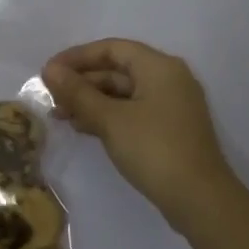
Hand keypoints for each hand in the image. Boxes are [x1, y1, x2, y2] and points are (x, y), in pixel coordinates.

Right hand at [42, 39, 233, 218]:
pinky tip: (83, 127)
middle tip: (50, 97)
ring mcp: (171, 105)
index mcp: (159, 67)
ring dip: (91, 101)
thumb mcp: (110, 119)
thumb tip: (49, 70)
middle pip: (117, 70)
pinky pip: (132, 111)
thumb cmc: (154, 149)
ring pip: (123, 93)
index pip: (111, 48)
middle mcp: (168, 79)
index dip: (77, 57)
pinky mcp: (169, 129)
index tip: (48, 72)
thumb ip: (78, 93)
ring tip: (60, 115)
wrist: (200, 200)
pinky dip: (107, 115)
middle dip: (82, 82)